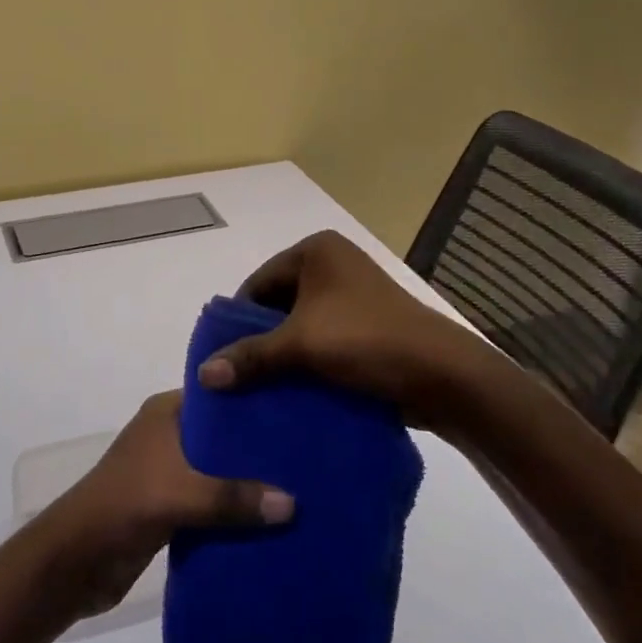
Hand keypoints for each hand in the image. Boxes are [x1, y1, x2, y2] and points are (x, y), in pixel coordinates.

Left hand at [48, 391, 292, 618]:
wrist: (73, 563)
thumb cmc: (123, 505)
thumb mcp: (181, 494)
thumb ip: (234, 498)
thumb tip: (292, 504)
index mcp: (166, 413)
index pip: (220, 395)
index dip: (255, 400)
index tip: (298, 407)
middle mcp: (169, 435)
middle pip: (223, 436)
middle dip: (259, 448)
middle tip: (308, 453)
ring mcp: (168, 472)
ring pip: (219, 471)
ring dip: (249, 483)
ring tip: (301, 486)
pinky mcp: (170, 507)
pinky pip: (212, 503)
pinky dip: (235, 511)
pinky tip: (272, 521)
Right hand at [196, 229, 491, 429]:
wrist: (439, 372)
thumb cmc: (365, 340)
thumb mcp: (301, 345)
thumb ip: (250, 356)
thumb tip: (202, 375)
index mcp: (316, 251)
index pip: (259, 282)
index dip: (239, 320)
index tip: (222, 357)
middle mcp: (333, 265)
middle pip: (279, 304)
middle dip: (261, 340)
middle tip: (238, 377)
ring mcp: (353, 295)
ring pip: (302, 325)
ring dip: (284, 355)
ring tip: (260, 389)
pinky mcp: (367, 325)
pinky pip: (324, 339)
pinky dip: (308, 362)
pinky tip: (292, 391)